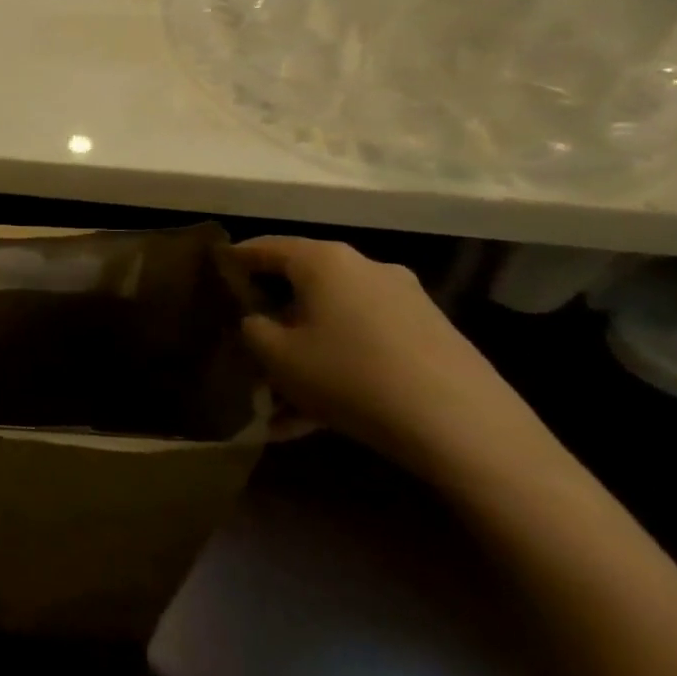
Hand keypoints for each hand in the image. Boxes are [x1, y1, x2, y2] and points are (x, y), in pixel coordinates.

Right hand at [233, 236, 542, 478]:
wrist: (466, 428)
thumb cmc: (351, 375)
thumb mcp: (276, 356)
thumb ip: (252, 328)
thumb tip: (257, 321)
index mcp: (324, 260)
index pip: (264, 247)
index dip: (233, 261)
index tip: (210, 278)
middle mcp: (366, 268)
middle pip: (302, 286)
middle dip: (272, 318)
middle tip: (245, 345)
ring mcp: (404, 302)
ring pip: (333, 322)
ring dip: (304, 353)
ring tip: (279, 402)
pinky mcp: (430, 337)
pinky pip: (365, 345)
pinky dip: (338, 370)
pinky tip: (318, 420)